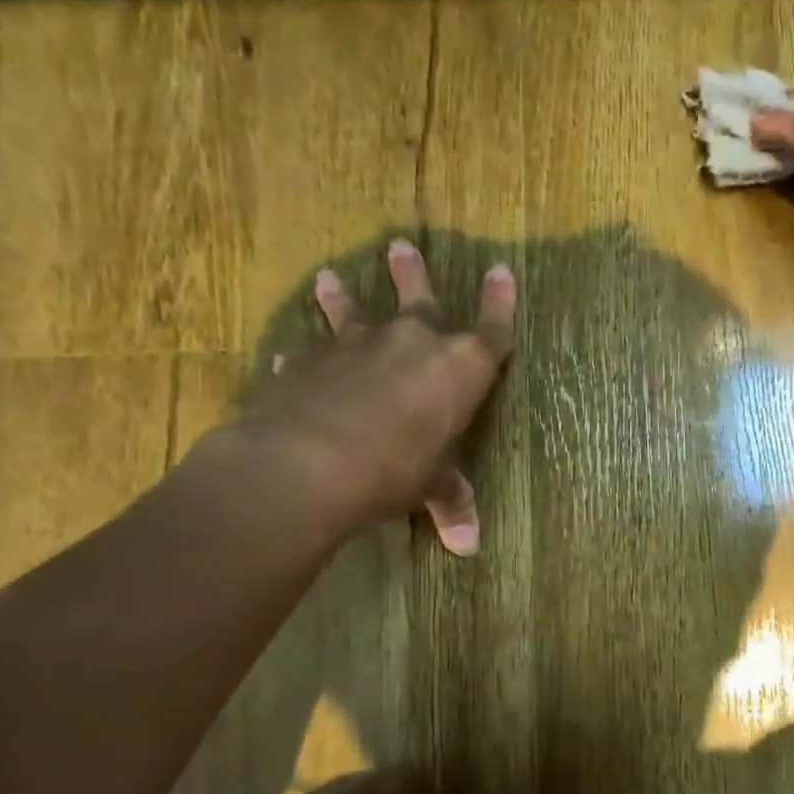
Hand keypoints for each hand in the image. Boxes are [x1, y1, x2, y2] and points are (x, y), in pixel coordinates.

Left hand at [239, 238, 515, 553]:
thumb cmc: (396, 470)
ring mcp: (357, 345)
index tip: (502, 270)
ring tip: (331, 277)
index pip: (492, 329)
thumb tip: (469, 547)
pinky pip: (311, 352)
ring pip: (354, 310)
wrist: (312, 462)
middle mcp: (412, 342)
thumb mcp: (431, 488)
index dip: (500, 301)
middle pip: (419, 296)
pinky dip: (307, 356)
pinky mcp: (309, 360)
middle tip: (401, 246)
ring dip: (344, 295)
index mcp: (458, 368)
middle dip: (412, 273)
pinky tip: (291, 359)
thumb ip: (450, 503)